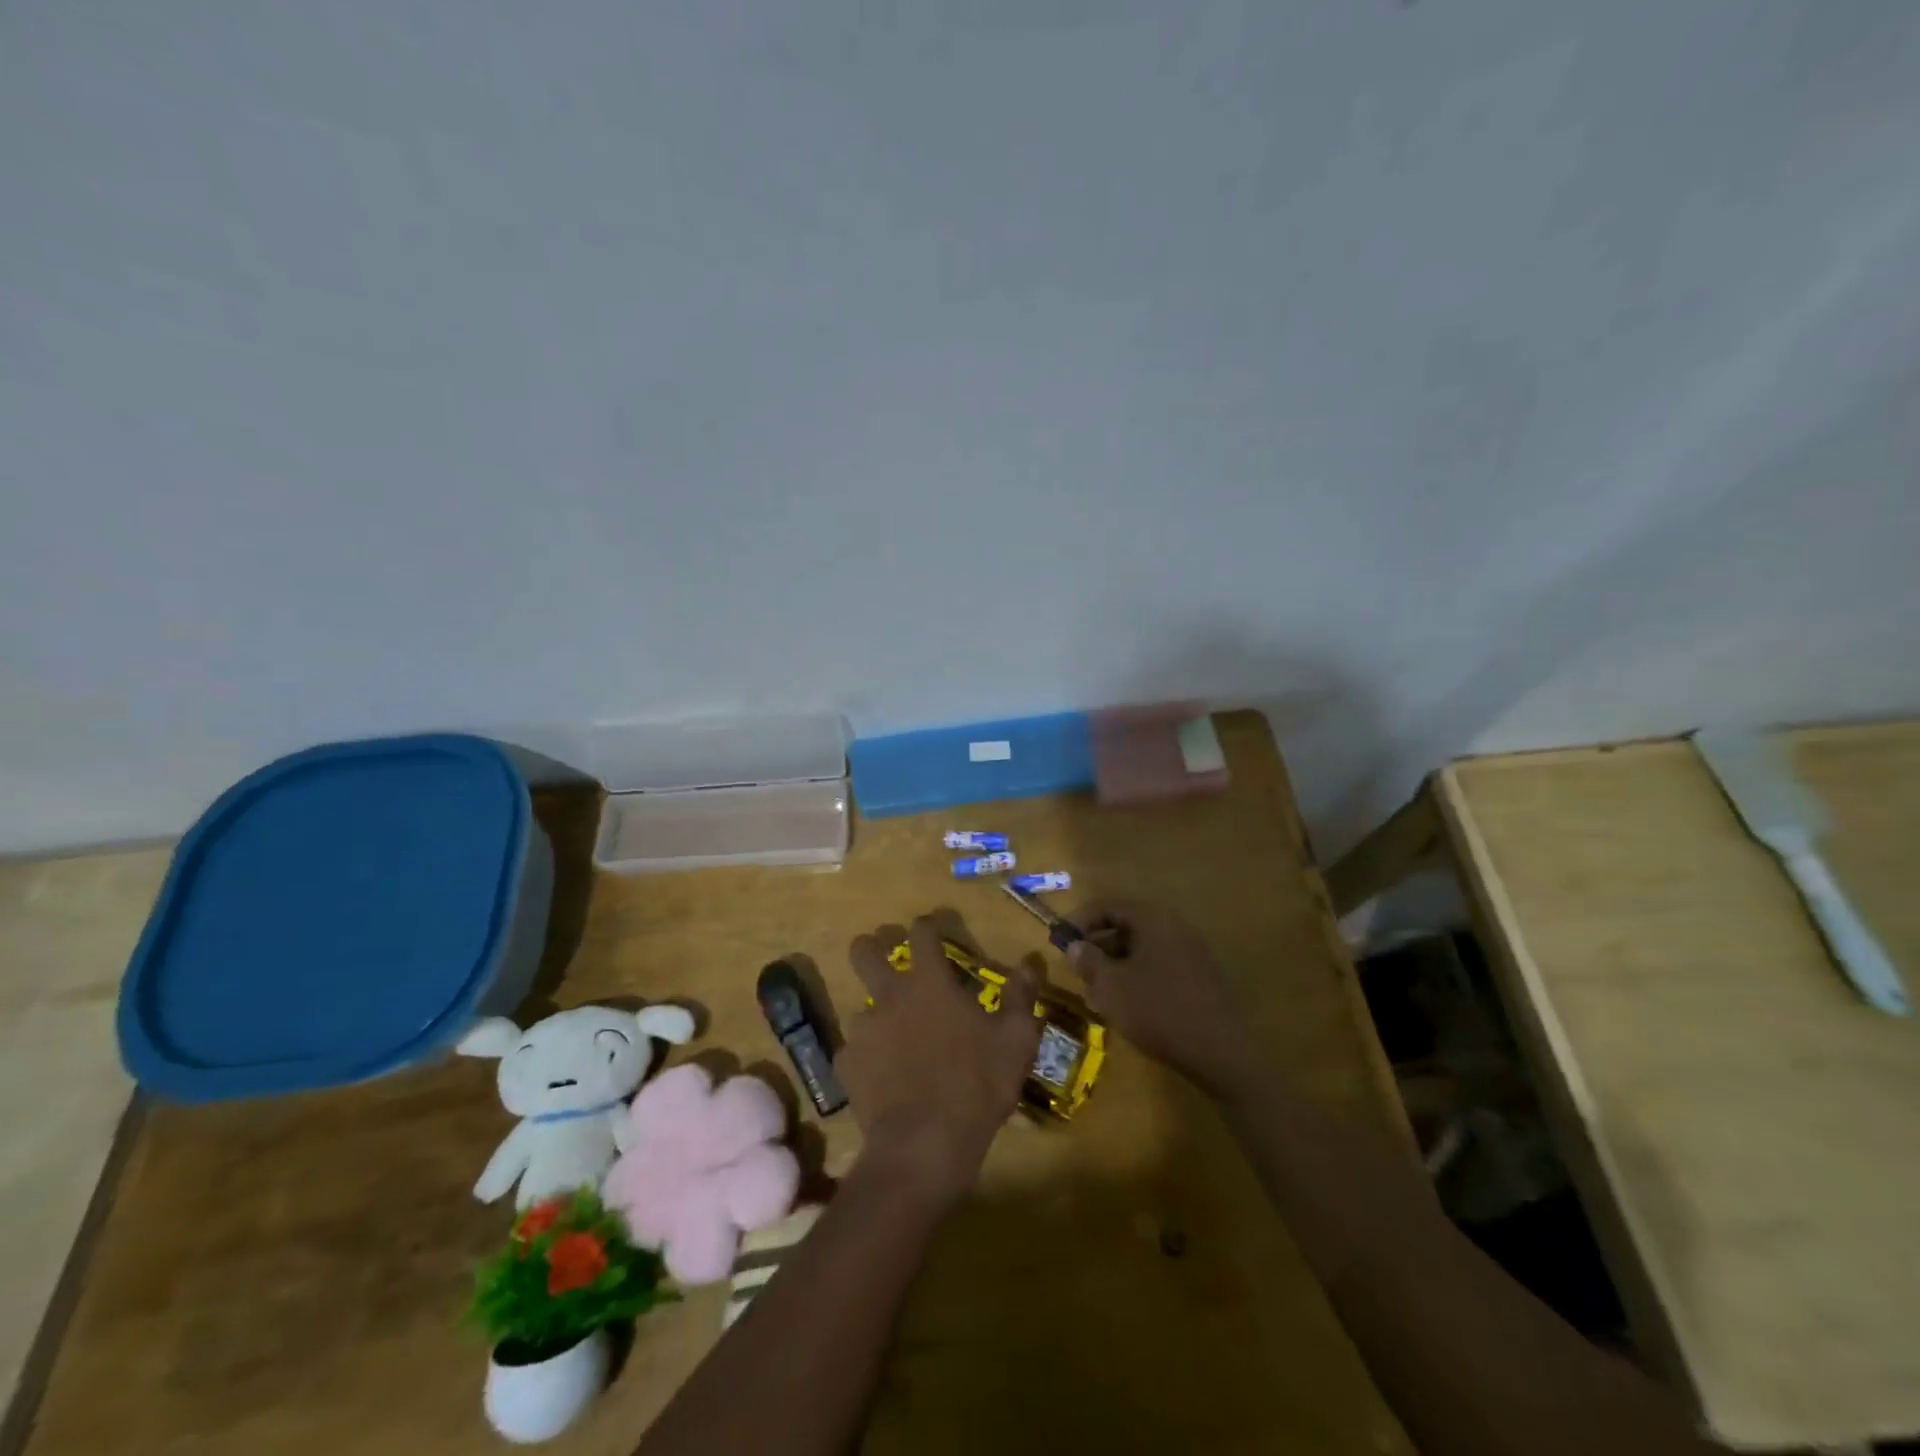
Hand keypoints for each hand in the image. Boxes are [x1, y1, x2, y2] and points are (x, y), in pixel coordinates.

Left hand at [843, 916, 1040, 1203]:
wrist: (924, 1144)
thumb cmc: (977, 1084)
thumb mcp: (1015, 1039)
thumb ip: (1021, 995)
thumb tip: (1031, 961)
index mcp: (930, 982)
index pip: (921, 933)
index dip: (927, 925)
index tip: (932, 929)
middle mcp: (890, 995)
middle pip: (864, 951)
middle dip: (871, 946)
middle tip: (885, 956)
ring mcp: (863, 1029)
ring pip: (860, 1005)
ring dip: (876, 1014)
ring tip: (894, 1037)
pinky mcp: (846, 1064)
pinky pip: (855, 1050)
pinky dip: (869, 1057)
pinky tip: (883, 1076)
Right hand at [1067, 900, 1258, 1098]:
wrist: (1221, 1051)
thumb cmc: (1157, 1010)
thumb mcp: (1111, 986)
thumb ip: (1088, 961)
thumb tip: (1075, 945)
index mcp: (1152, 919)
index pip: (1107, 906)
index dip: (1079, 920)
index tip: (1059, 941)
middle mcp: (1174, 926)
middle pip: (1126, 926)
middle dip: (1097, 945)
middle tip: (1077, 968)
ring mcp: (1191, 952)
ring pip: (1142, 948)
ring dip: (1115, 964)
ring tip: (1097, 992)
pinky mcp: (1200, 977)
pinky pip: (1159, 965)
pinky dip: (1137, 976)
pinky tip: (1127, 1005)